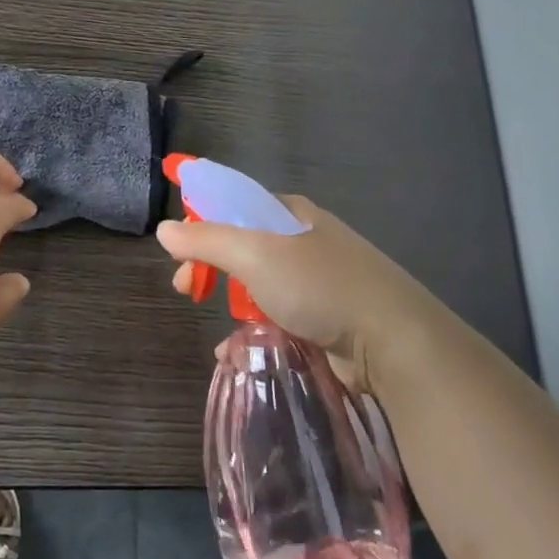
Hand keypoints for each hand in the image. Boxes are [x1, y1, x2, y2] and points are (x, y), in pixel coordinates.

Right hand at [156, 197, 428, 394]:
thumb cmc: (319, 286)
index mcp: (288, 213)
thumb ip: (206, 240)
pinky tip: (240, 353)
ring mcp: (316, 281)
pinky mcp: (324, 318)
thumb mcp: (255, 254)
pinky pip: (276, 318)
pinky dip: (254, 331)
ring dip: (231, 305)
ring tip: (221, 332)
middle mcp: (302, 241)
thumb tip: (165, 229)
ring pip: (257, 286)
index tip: (178, 255)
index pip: (231, 205)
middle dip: (209, 268)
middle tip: (187, 291)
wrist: (392, 341)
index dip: (199, 224)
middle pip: (240, 246)